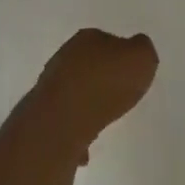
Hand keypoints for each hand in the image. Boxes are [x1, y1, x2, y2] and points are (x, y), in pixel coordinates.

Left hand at [35, 28, 159, 152]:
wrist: (63, 122)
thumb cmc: (107, 84)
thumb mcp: (142, 58)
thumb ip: (143, 50)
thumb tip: (136, 49)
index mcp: (88, 38)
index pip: (107, 40)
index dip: (121, 56)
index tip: (130, 73)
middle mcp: (65, 56)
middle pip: (88, 65)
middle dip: (102, 79)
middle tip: (119, 96)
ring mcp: (50, 85)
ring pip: (74, 92)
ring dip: (87, 104)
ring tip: (103, 121)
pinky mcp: (42, 113)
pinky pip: (65, 120)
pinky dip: (75, 130)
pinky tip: (86, 146)